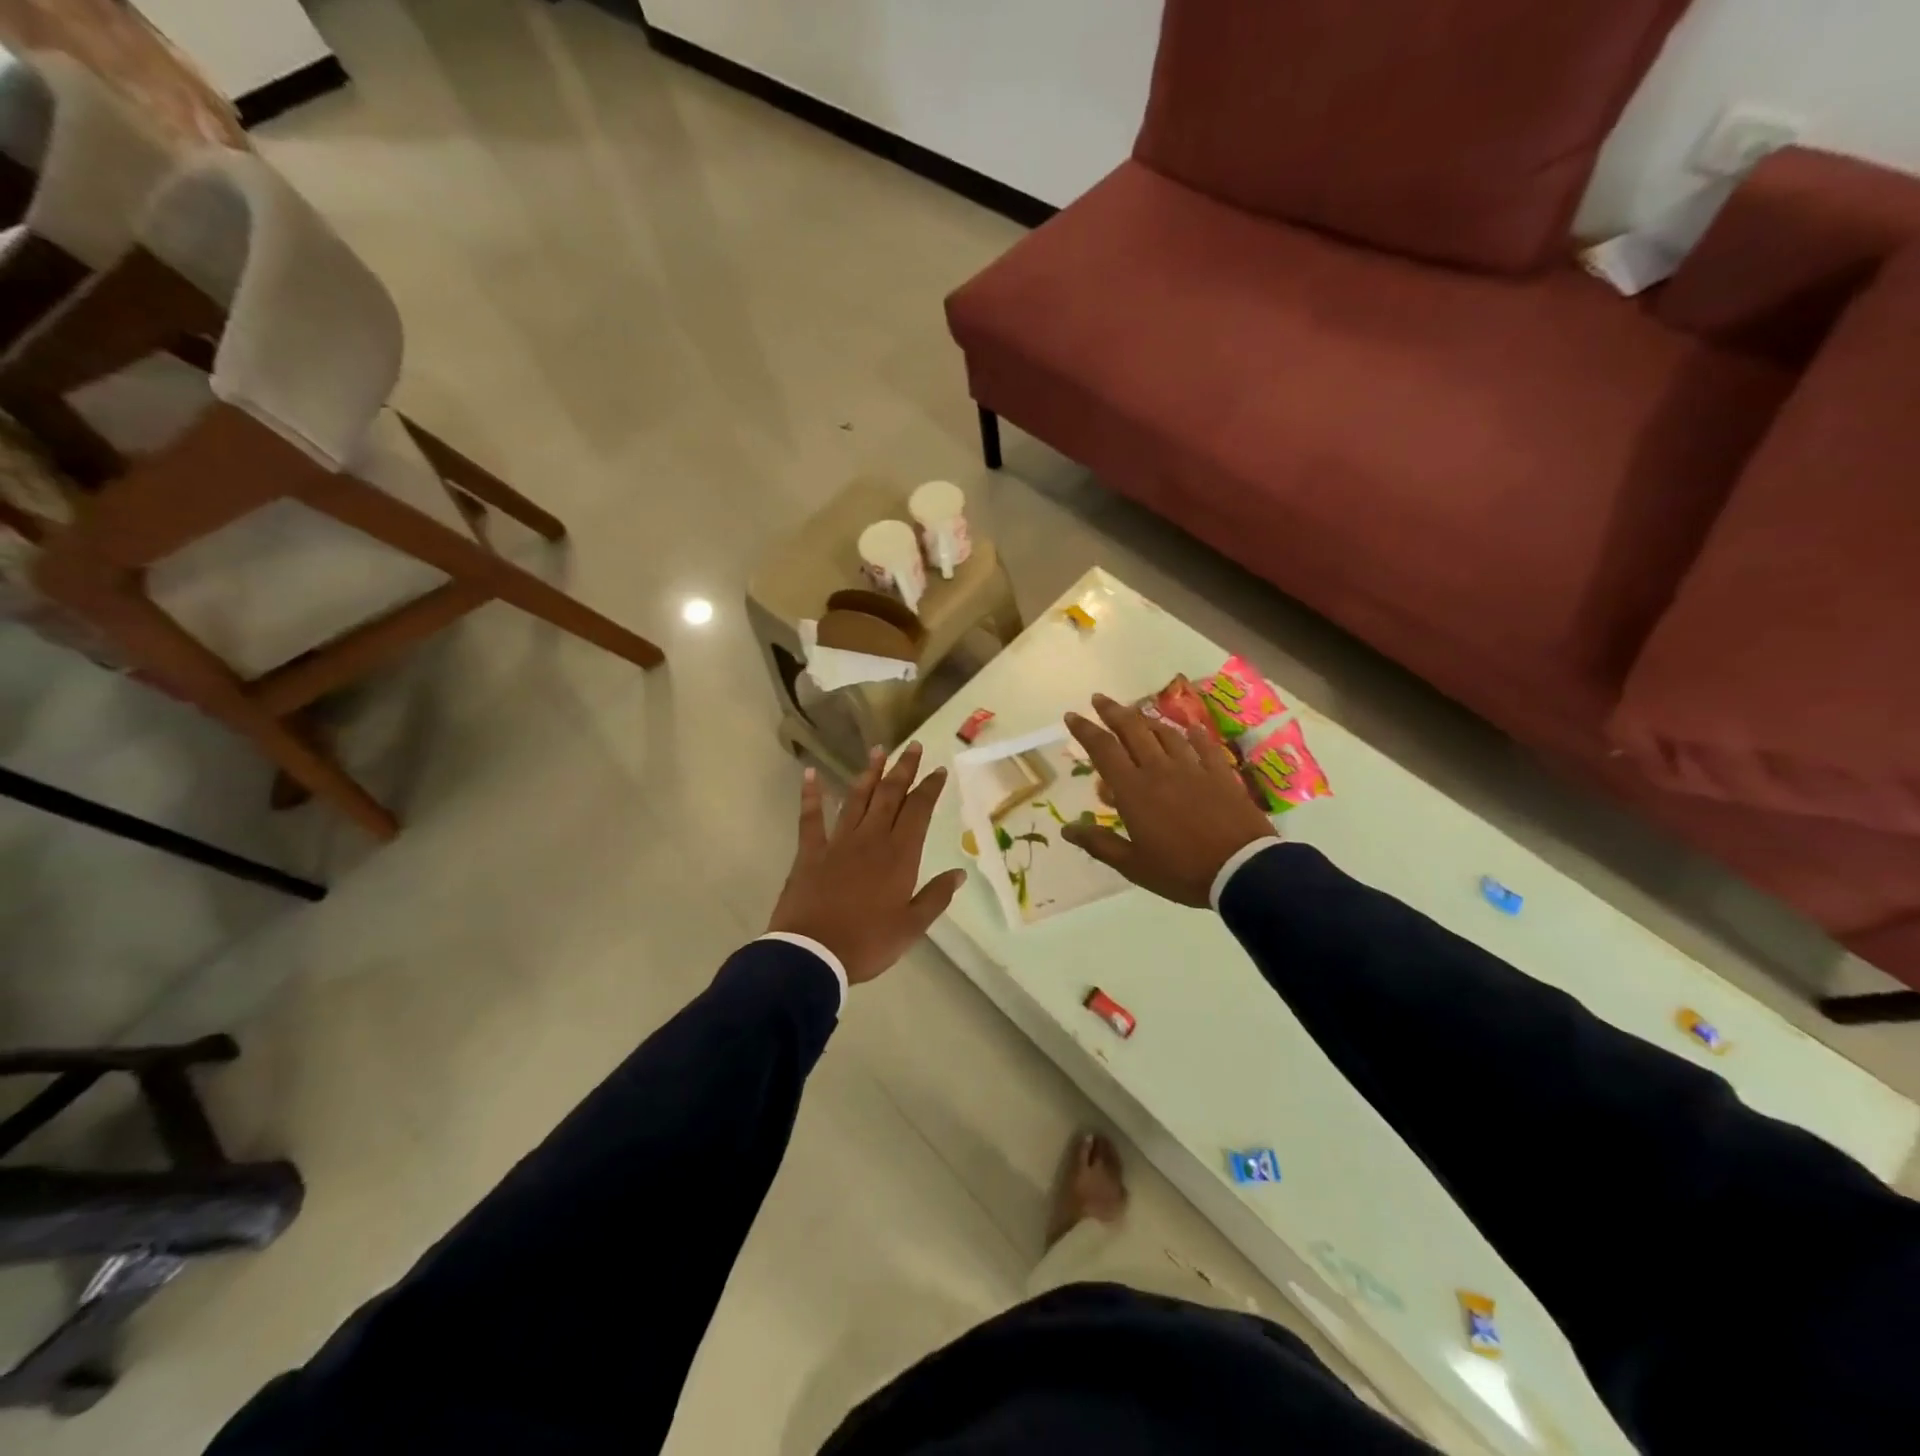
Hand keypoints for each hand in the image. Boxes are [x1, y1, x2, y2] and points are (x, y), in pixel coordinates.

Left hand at [768, 743, 968, 985]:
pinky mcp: (810, 852)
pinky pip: (810, 817)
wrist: (813, 954)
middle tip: (913, 747)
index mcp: (899, 855)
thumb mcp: (912, 927)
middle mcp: (871, 839)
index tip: (938, 770)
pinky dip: (812, 794)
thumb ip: (936, 897)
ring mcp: (838, 842)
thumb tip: (959, 874)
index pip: (919, 811)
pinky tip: (812, 773)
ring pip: (857, 799)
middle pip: (890, 795)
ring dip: (869, 774)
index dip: (930, 788)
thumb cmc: (867, 943)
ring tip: (879, 750)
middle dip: (903, 769)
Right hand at [1062, 694, 1276, 907]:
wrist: (1241, 870)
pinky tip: (1190, 729)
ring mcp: (1193, 768)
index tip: (1072, 715)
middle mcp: (1159, 770)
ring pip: (1166, 733)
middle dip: (1113, 712)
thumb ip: (1099, 843)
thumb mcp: (1133, 865)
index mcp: (1134, 790)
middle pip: (1132, 730)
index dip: (1085, 730)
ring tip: (1137, 714)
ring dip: (1147, 720)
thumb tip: (1066, 829)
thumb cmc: (1180, 871)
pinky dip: (1193, 735)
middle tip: (1100, 699)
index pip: (1103, 749)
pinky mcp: (1220, 774)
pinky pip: (1204, 746)